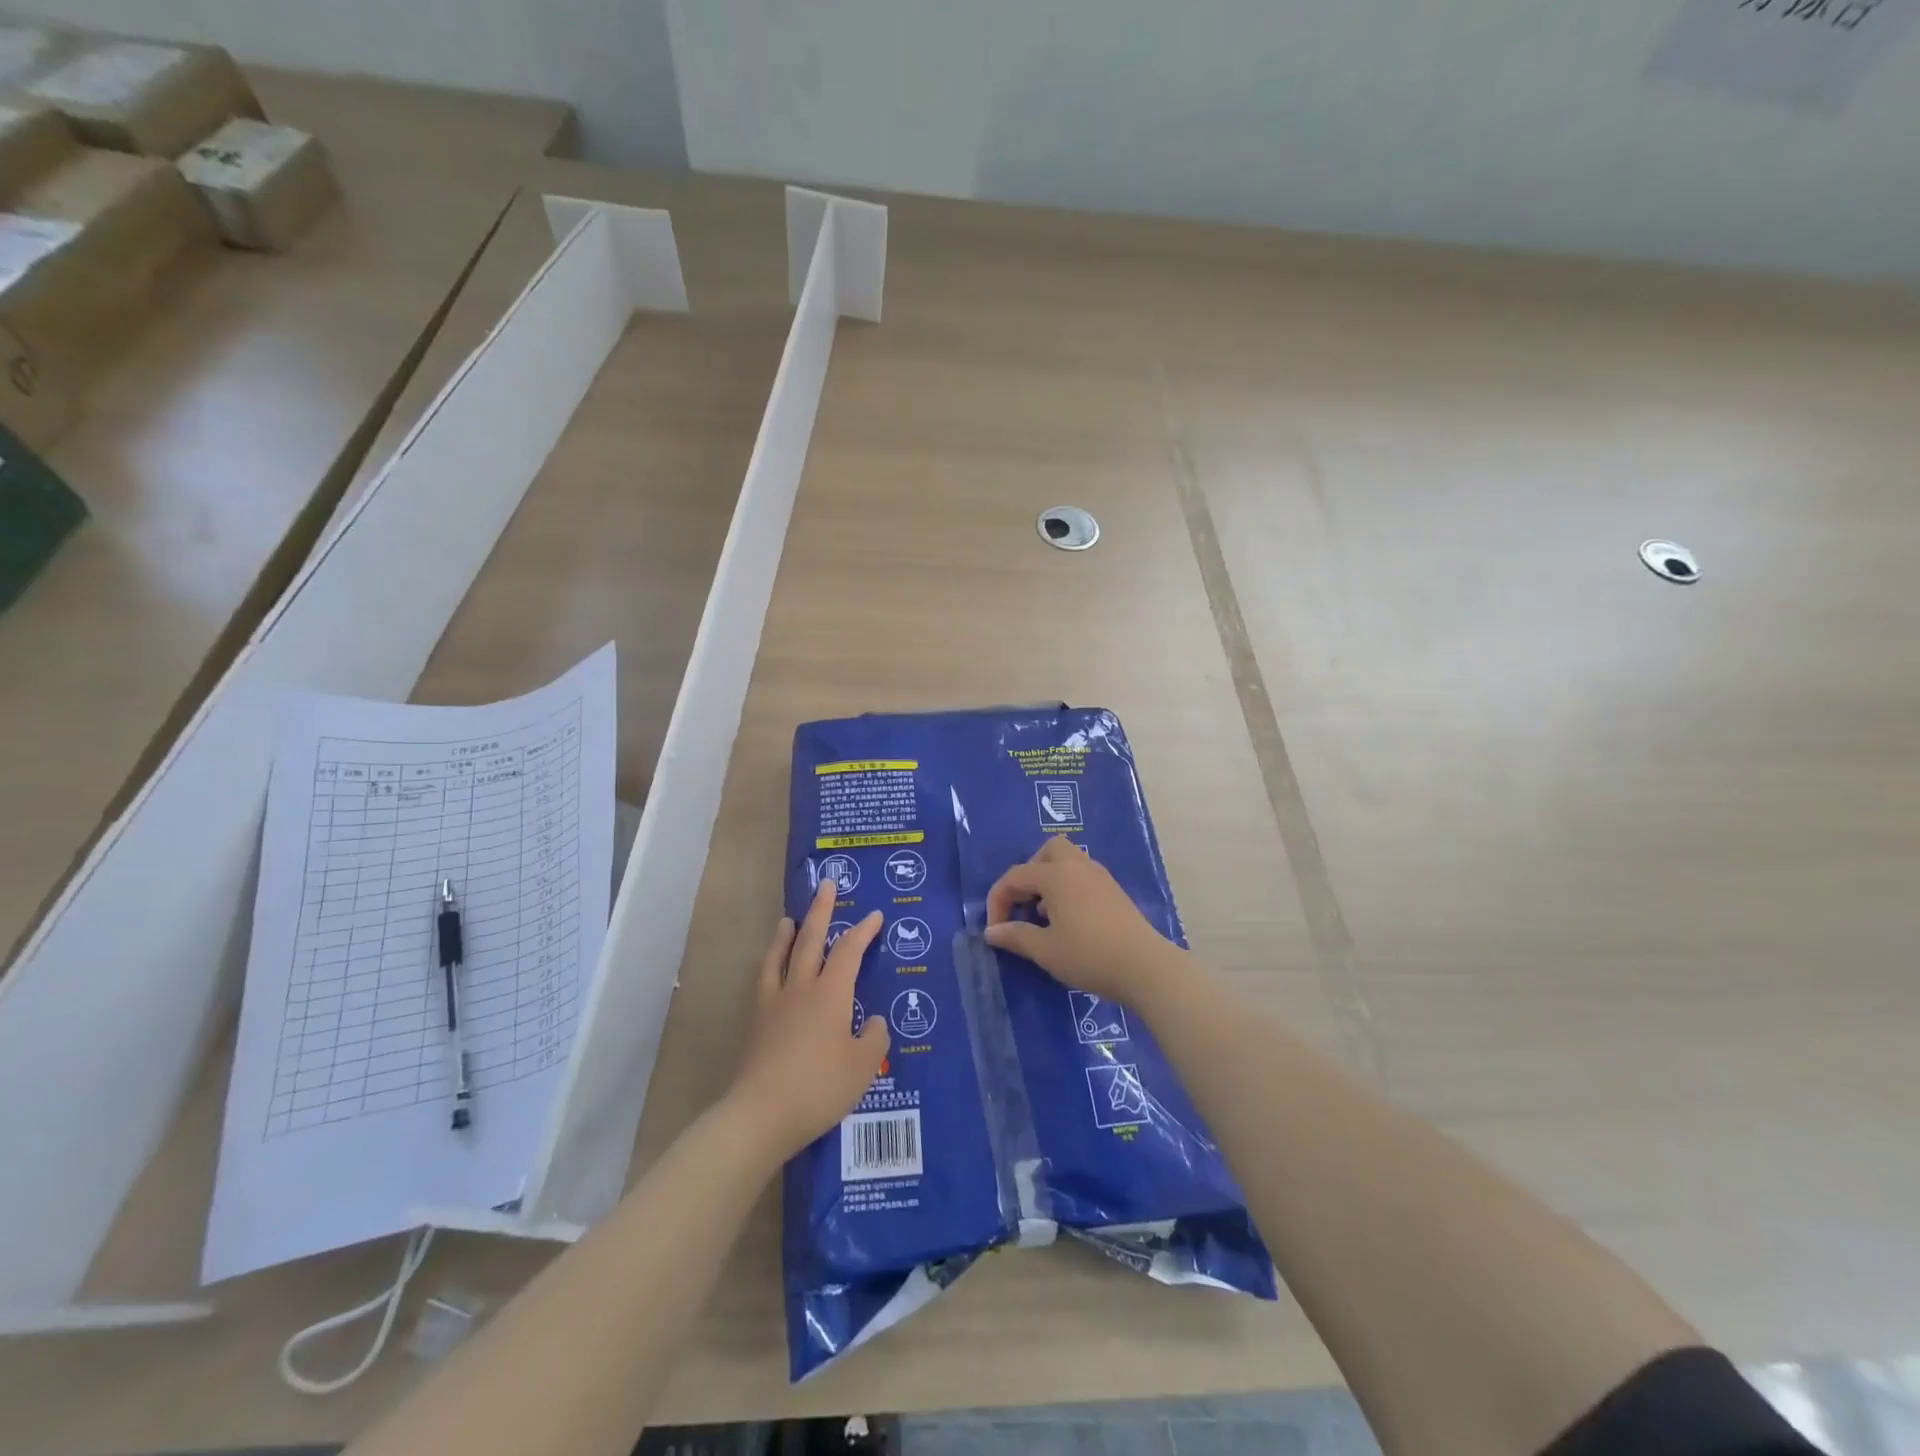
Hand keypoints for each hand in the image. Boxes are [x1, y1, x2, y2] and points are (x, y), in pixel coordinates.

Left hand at [727, 878, 890, 1161]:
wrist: (760, 1114)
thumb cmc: (819, 1087)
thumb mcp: (862, 1066)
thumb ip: (873, 1037)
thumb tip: (873, 1020)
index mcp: (831, 993)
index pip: (850, 950)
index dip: (864, 930)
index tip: (875, 915)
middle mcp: (801, 988)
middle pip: (811, 939)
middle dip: (821, 911)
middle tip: (826, 885)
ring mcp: (774, 1003)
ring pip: (780, 956)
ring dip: (787, 934)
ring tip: (788, 920)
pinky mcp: (755, 1023)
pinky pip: (763, 980)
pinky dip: (769, 964)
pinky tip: (769, 970)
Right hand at [983, 836, 1183, 1001]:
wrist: (1144, 967)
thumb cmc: (1088, 955)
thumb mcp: (1045, 950)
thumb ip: (1015, 936)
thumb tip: (992, 931)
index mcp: (1056, 874)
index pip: (1015, 876)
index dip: (998, 900)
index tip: (995, 929)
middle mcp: (1078, 866)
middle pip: (1047, 851)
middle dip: (1029, 874)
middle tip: (1023, 904)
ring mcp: (1100, 876)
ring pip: (1068, 861)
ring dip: (1049, 880)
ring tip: (1044, 916)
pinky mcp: (1114, 891)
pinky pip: (1082, 876)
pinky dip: (1068, 888)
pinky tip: (1068, 920)